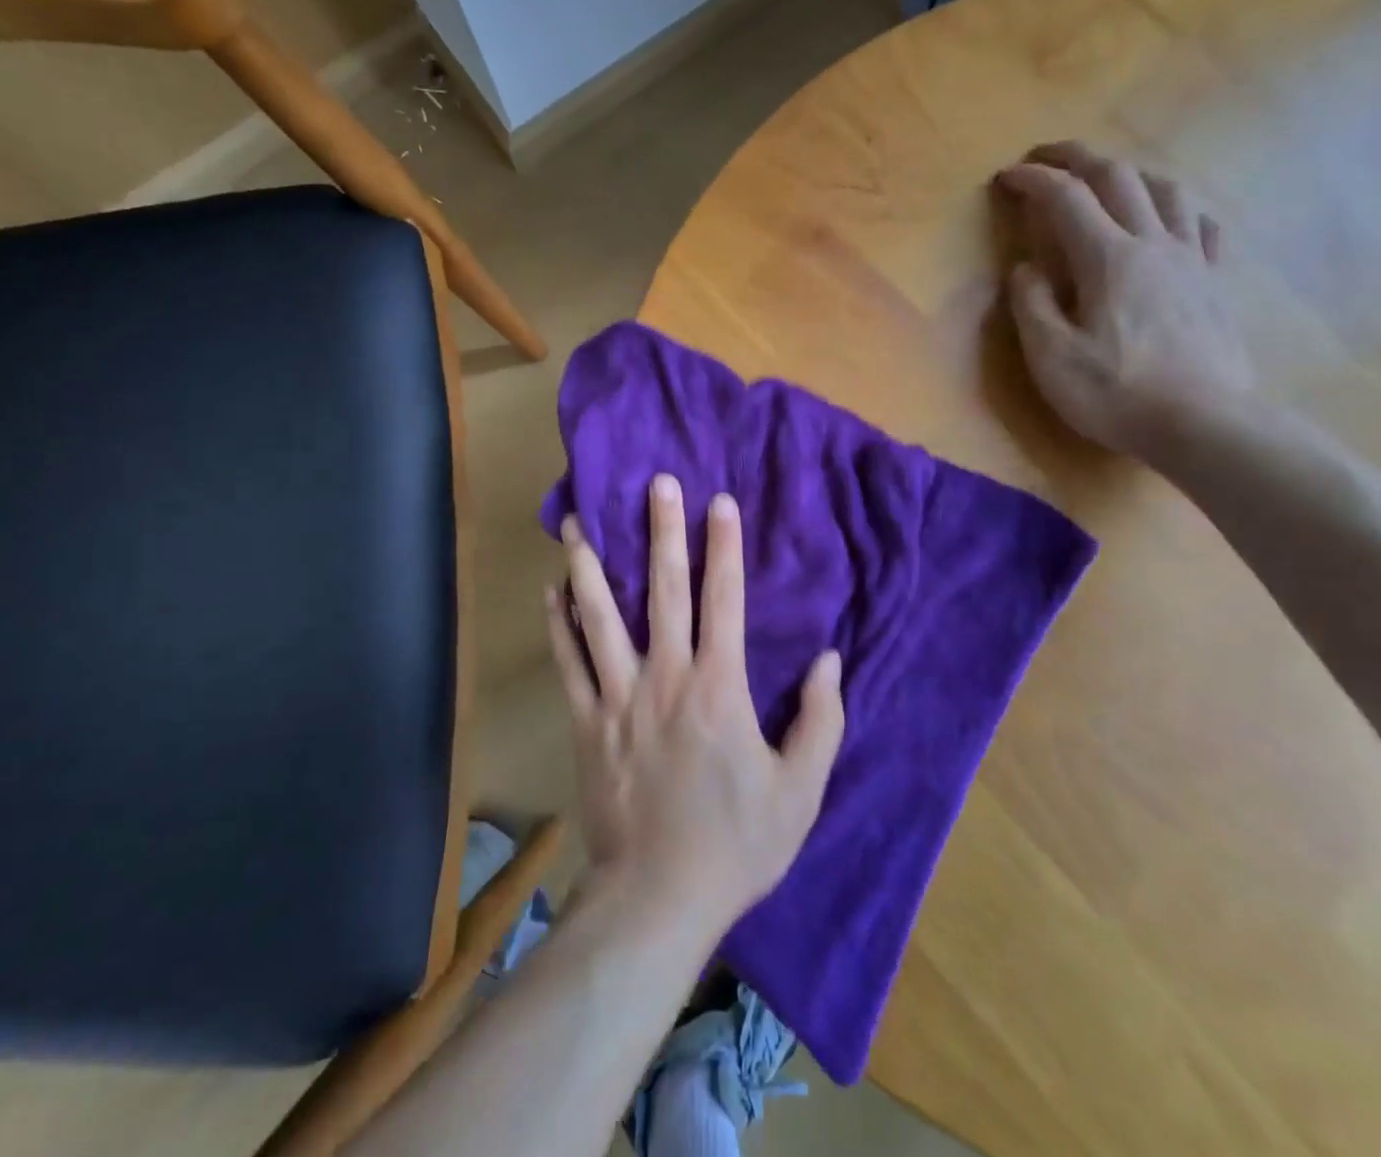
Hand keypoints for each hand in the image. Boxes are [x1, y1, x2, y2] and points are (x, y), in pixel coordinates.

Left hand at [545, 475, 844, 934]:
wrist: (658, 897)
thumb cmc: (737, 843)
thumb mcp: (800, 790)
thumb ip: (820, 720)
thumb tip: (828, 660)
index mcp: (718, 688)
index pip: (724, 601)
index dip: (724, 548)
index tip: (719, 503)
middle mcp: (665, 677)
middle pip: (663, 591)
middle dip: (662, 532)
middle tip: (655, 483)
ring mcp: (619, 698)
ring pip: (601, 617)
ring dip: (590, 565)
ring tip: (575, 521)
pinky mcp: (587, 723)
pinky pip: (568, 663)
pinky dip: (559, 624)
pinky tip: (551, 591)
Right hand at [997, 141, 1253, 460]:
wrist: (1203, 424)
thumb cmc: (1115, 393)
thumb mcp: (1050, 356)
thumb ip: (1031, 304)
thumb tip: (1026, 268)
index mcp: (1108, 258)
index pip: (1065, 199)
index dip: (1032, 180)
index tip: (1005, 176)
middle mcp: (1153, 243)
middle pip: (1117, 177)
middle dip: (1076, 157)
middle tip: (1045, 156)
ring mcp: (1192, 260)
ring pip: (1166, 190)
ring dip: (1129, 173)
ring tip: (1105, 180)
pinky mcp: (1215, 283)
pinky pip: (1203, 226)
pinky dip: (1178, 209)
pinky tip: (1170, 219)